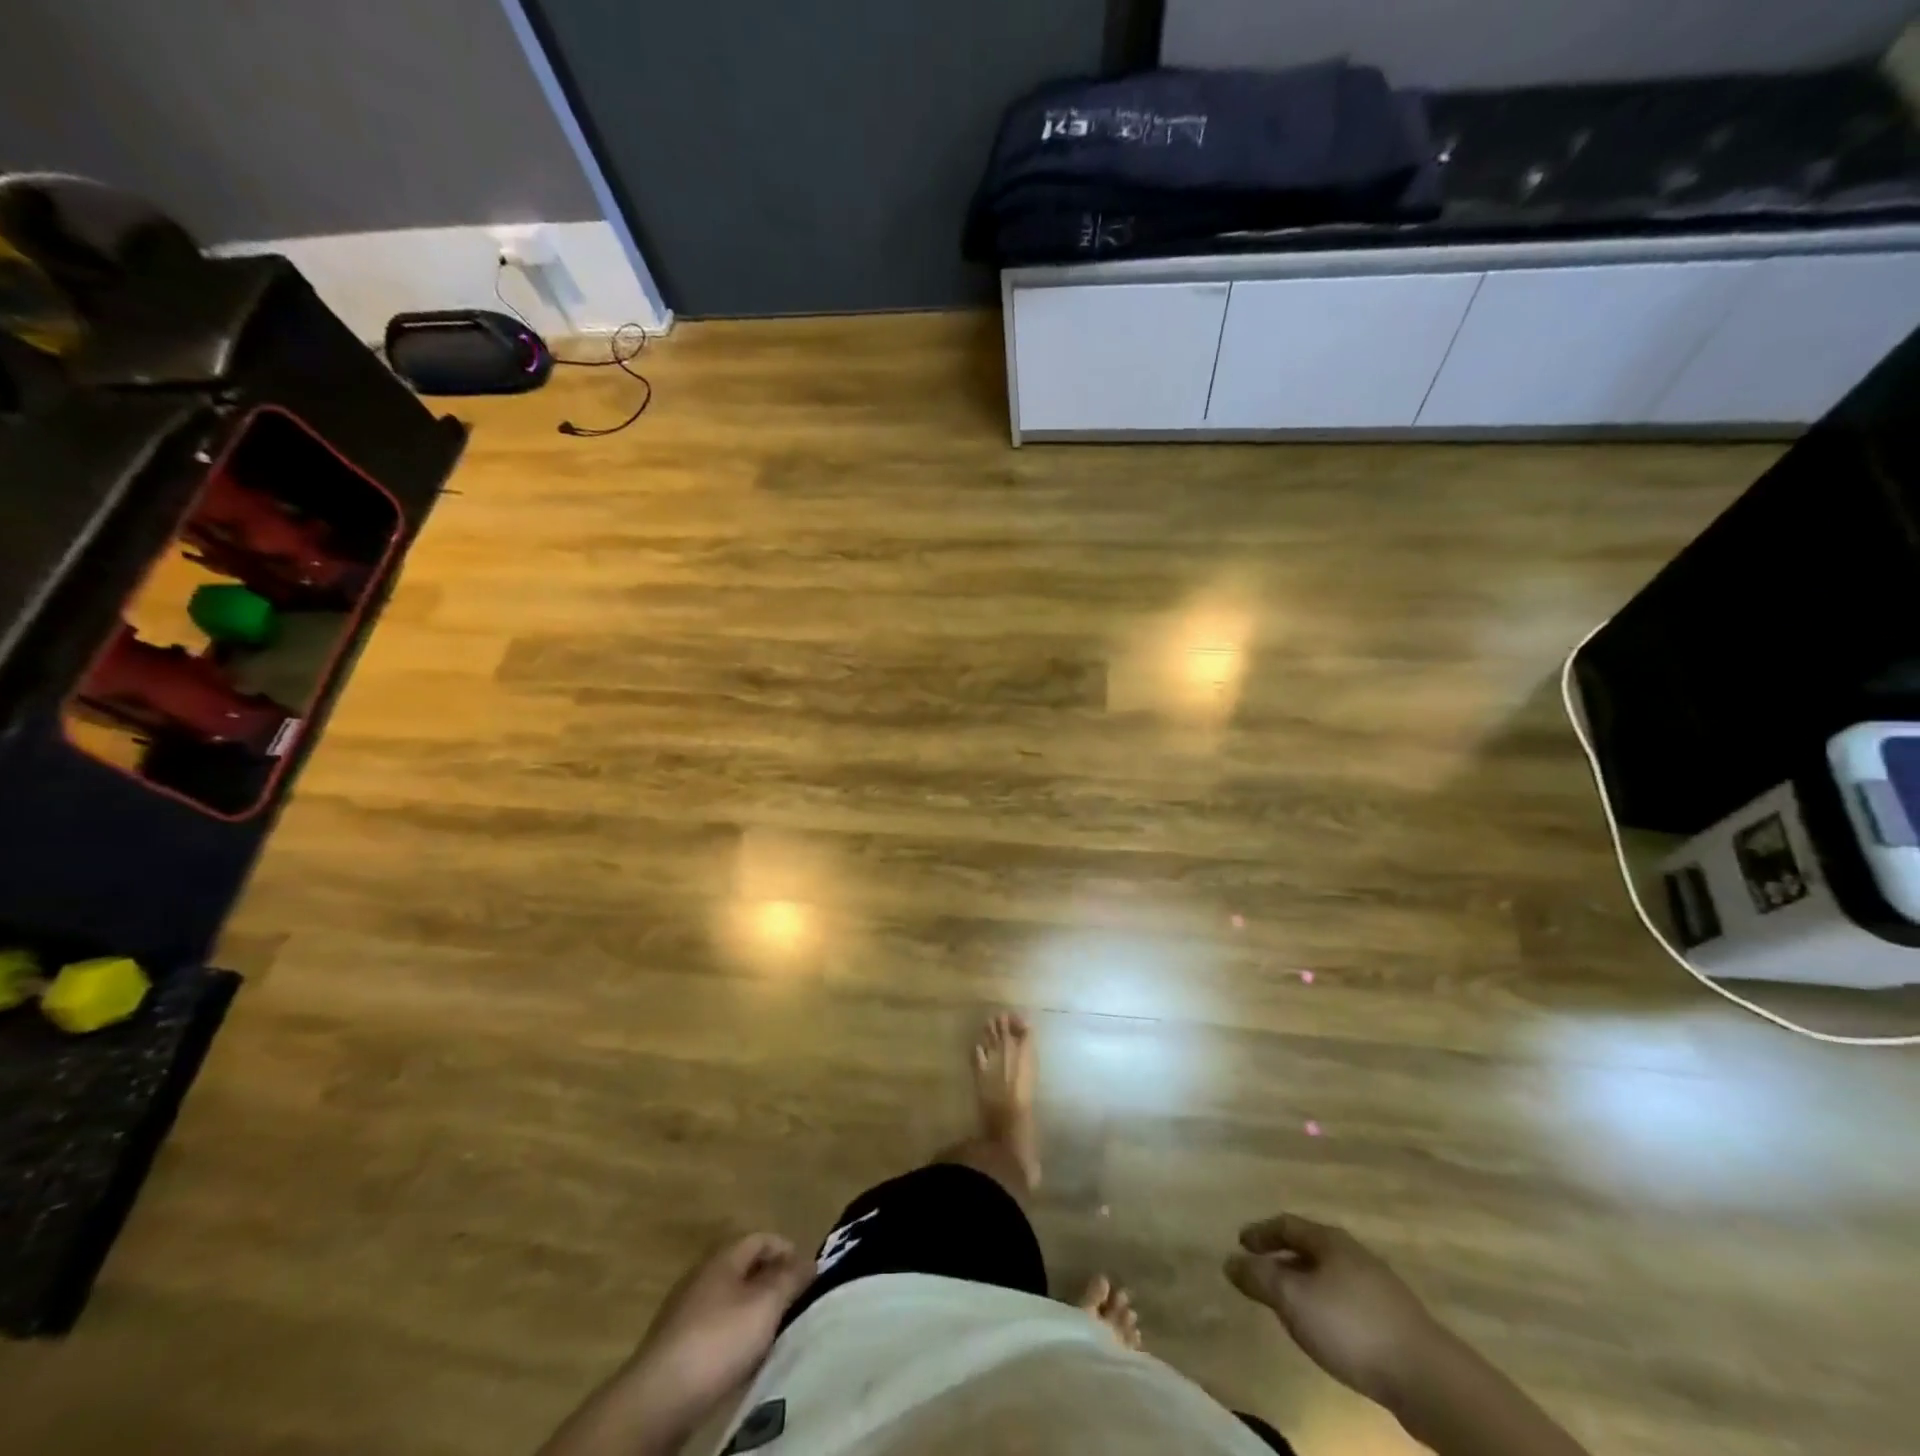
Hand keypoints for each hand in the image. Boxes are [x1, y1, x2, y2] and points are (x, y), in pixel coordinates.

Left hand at [627, 1234, 815, 1438]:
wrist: (658, 1399)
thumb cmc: (718, 1340)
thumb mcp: (766, 1305)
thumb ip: (791, 1279)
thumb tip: (810, 1261)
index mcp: (723, 1258)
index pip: (761, 1238)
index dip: (787, 1250)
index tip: (808, 1275)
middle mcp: (702, 1276)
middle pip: (744, 1268)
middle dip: (771, 1282)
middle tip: (794, 1304)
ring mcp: (684, 1311)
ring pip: (729, 1300)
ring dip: (753, 1310)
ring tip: (773, 1333)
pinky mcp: (675, 1345)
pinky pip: (714, 1328)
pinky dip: (733, 1335)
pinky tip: (742, 1358)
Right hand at [1225, 1213, 1441, 1405]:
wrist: (1428, 1377)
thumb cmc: (1351, 1326)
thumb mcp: (1293, 1300)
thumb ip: (1258, 1278)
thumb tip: (1229, 1260)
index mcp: (1329, 1240)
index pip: (1286, 1224)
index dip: (1260, 1232)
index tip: (1240, 1243)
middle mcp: (1354, 1253)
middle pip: (1310, 1247)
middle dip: (1283, 1258)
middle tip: (1261, 1273)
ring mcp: (1379, 1286)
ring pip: (1330, 1274)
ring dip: (1305, 1283)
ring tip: (1290, 1304)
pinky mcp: (1395, 1319)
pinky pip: (1348, 1299)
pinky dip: (1327, 1304)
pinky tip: (1326, 1329)